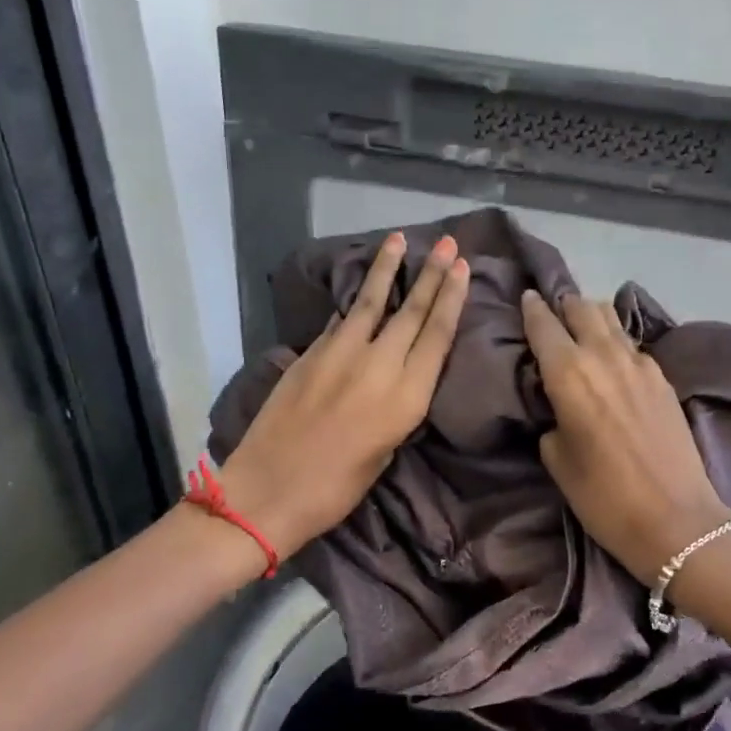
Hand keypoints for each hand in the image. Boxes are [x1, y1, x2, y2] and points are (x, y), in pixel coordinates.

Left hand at [220, 232, 469, 560]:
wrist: (268, 491)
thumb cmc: (336, 489)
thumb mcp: (385, 452)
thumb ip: (397, 407)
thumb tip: (397, 375)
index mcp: (406, 397)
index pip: (437, 335)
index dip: (452, 298)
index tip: (462, 267)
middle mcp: (378, 366)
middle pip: (412, 311)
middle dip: (432, 274)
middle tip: (447, 243)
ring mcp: (339, 355)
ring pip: (371, 302)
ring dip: (388, 269)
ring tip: (400, 240)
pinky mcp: (309, 354)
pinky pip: (340, 321)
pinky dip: (355, 303)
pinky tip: (361, 291)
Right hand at [521, 288, 730, 585]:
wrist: (677, 519)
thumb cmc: (605, 497)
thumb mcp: (558, 461)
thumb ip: (553, 421)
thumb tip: (560, 408)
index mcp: (569, 374)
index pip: (544, 324)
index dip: (532, 309)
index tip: (525, 298)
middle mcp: (604, 356)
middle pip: (581, 308)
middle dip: (563, 305)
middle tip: (551, 311)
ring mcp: (640, 363)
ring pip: (611, 318)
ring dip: (591, 315)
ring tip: (581, 324)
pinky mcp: (663, 378)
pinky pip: (632, 343)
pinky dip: (616, 339)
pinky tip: (612, 355)